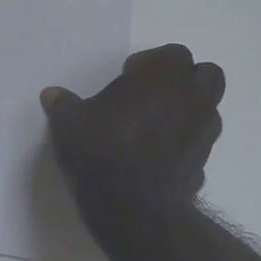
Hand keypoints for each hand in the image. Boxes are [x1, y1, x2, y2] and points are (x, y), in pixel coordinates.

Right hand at [41, 45, 224, 209]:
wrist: (133, 207)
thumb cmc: (102, 148)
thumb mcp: (69, 122)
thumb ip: (64, 105)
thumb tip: (52, 95)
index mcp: (165, 75)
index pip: (174, 54)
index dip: (152, 62)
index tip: (128, 77)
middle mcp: (193, 98)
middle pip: (206, 75)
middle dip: (184, 80)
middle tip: (150, 94)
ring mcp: (204, 133)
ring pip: (208, 109)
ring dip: (187, 111)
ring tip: (153, 126)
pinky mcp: (205, 164)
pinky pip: (198, 143)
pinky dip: (184, 144)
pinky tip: (157, 156)